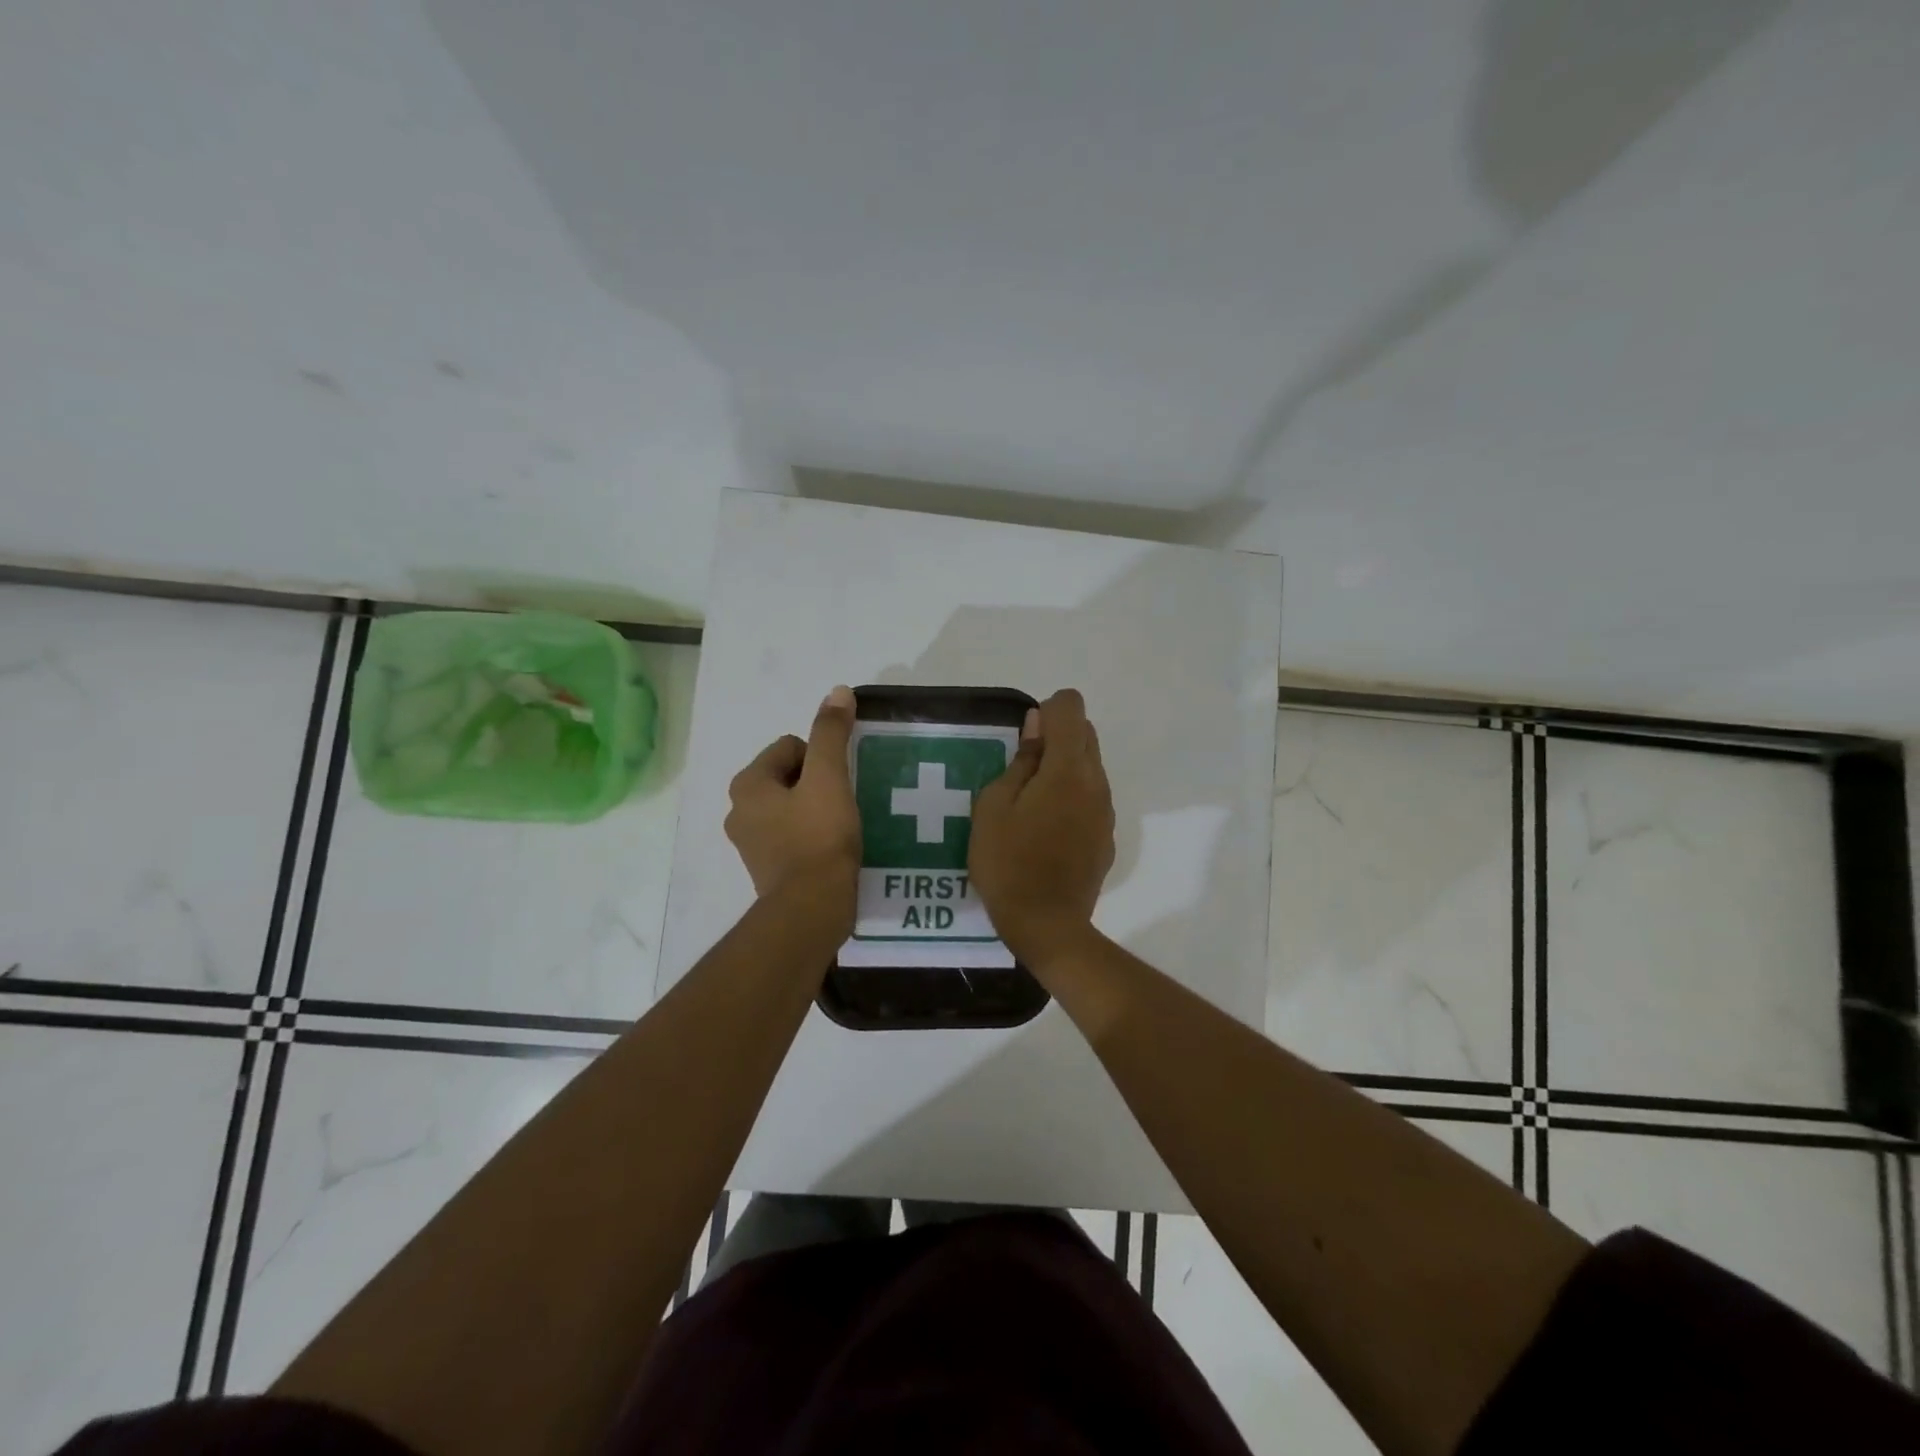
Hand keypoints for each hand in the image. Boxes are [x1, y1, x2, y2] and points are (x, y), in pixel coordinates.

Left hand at [726, 686, 861, 915]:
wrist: (812, 909)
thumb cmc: (819, 837)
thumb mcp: (829, 778)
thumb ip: (831, 733)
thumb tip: (838, 691)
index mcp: (747, 784)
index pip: (790, 747)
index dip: (821, 759)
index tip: (838, 784)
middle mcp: (738, 811)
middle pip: (788, 776)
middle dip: (817, 784)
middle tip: (843, 804)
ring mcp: (750, 843)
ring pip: (790, 807)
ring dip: (815, 810)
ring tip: (841, 826)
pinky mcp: (766, 869)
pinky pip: (791, 836)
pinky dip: (810, 836)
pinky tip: (832, 848)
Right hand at [969, 689, 1115, 965]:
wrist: (1046, 925)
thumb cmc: (1007, 862)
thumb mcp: (993, 807)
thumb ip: (1020, 760)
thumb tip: (1036, 725)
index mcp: (1067, 769)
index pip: (1071, 707)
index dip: (1047, 710)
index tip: (1025, 738)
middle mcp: (1096, 782)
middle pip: (1086, 734)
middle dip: (1057, 736)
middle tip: (1022, 771)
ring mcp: (1106, 811)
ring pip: (1091, 767)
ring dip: (1065, 769)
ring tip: (1031, 805)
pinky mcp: (1107, 837)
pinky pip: (1092, 799)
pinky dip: (1073, 798)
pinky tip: (1047, 831)